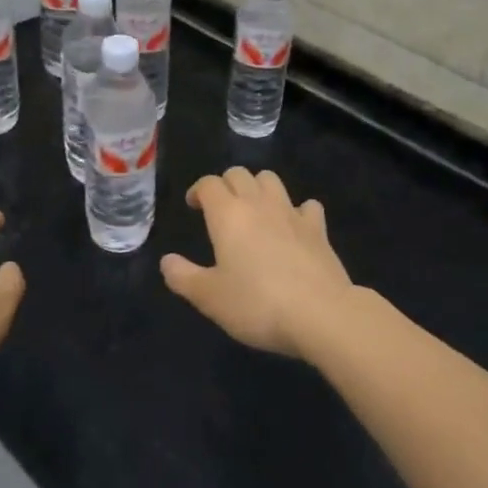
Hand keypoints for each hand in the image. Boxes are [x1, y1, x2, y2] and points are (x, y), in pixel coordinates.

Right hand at [161, 169, 354, 358]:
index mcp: (228, 214)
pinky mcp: (318, 228)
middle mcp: (258, 203)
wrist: (320, 313)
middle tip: (221, 209)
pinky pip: (307, 206)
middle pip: (239, 174)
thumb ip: (183, 277)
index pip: (209, 183)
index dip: (198, 190)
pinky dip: (297, 210)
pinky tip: (294, 227)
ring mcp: (291, 212)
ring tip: (254, 210)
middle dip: (226, 184)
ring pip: (271, 180)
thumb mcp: (210, 298)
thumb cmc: (257, 304)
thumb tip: (166, 261)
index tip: (194, 206)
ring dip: (258, 187)